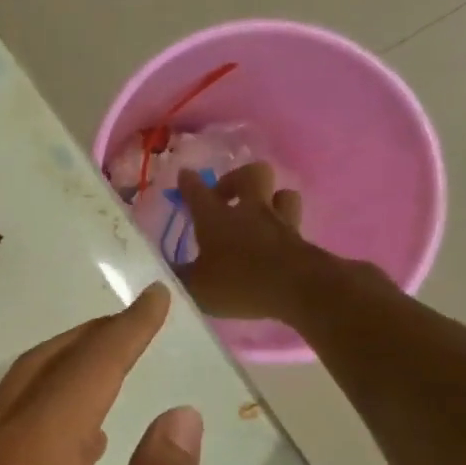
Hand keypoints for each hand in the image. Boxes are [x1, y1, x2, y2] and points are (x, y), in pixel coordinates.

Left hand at [0, 285, 202, 464]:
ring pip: (12, 408)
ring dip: (60, 380)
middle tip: (136, 324)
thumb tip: (176, 417)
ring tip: (113, 367)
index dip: (126, 331)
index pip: (85, 369)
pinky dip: (39, 424)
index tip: (157, 299)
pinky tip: (78, 442)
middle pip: (36, 374)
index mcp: (28, 461)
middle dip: (87, 343)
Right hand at [177, 162, 322, 319]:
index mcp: (216, 219)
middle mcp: (249, 212)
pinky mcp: (302, 239)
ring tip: (259, 214)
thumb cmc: (239, 284)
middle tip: (225, 198)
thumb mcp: (195, 287)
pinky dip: (285, 227)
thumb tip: (163, 272)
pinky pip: (294, 222)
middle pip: (251, 174)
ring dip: (270, 199)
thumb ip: (178, 278)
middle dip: (236, 179)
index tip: (184, 174)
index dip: (189, 182)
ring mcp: (280, 223)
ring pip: (282, 193)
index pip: (198, 192)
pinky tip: (277, 240)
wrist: (299, 290)